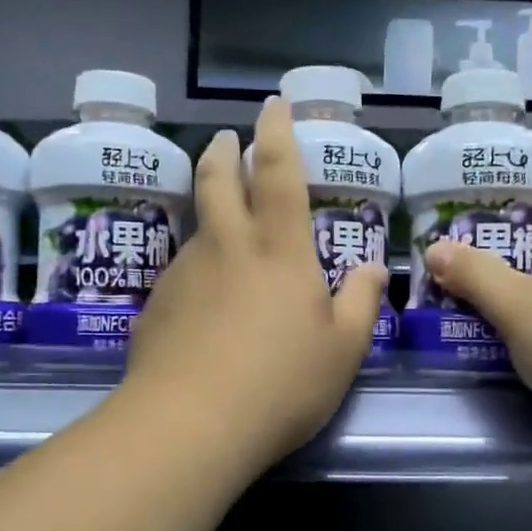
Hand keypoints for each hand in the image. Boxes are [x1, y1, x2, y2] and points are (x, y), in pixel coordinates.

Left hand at [119, 96, 388, 474]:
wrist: (190, 424)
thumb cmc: (281, 383)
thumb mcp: (342, 349)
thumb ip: (362, 303)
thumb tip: (374, 269)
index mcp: (279, 249)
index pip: (279, 173)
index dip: (278, 133)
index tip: (273, 106)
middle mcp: (227, 247)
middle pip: (218, 180)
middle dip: (224, 151)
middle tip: (226, 138)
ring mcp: (185, 272)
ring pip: (198, 226)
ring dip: (209, 211)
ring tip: (222, 225)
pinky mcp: (157, 304)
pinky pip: (182, 272)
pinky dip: (197, 267)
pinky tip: (203, 300)